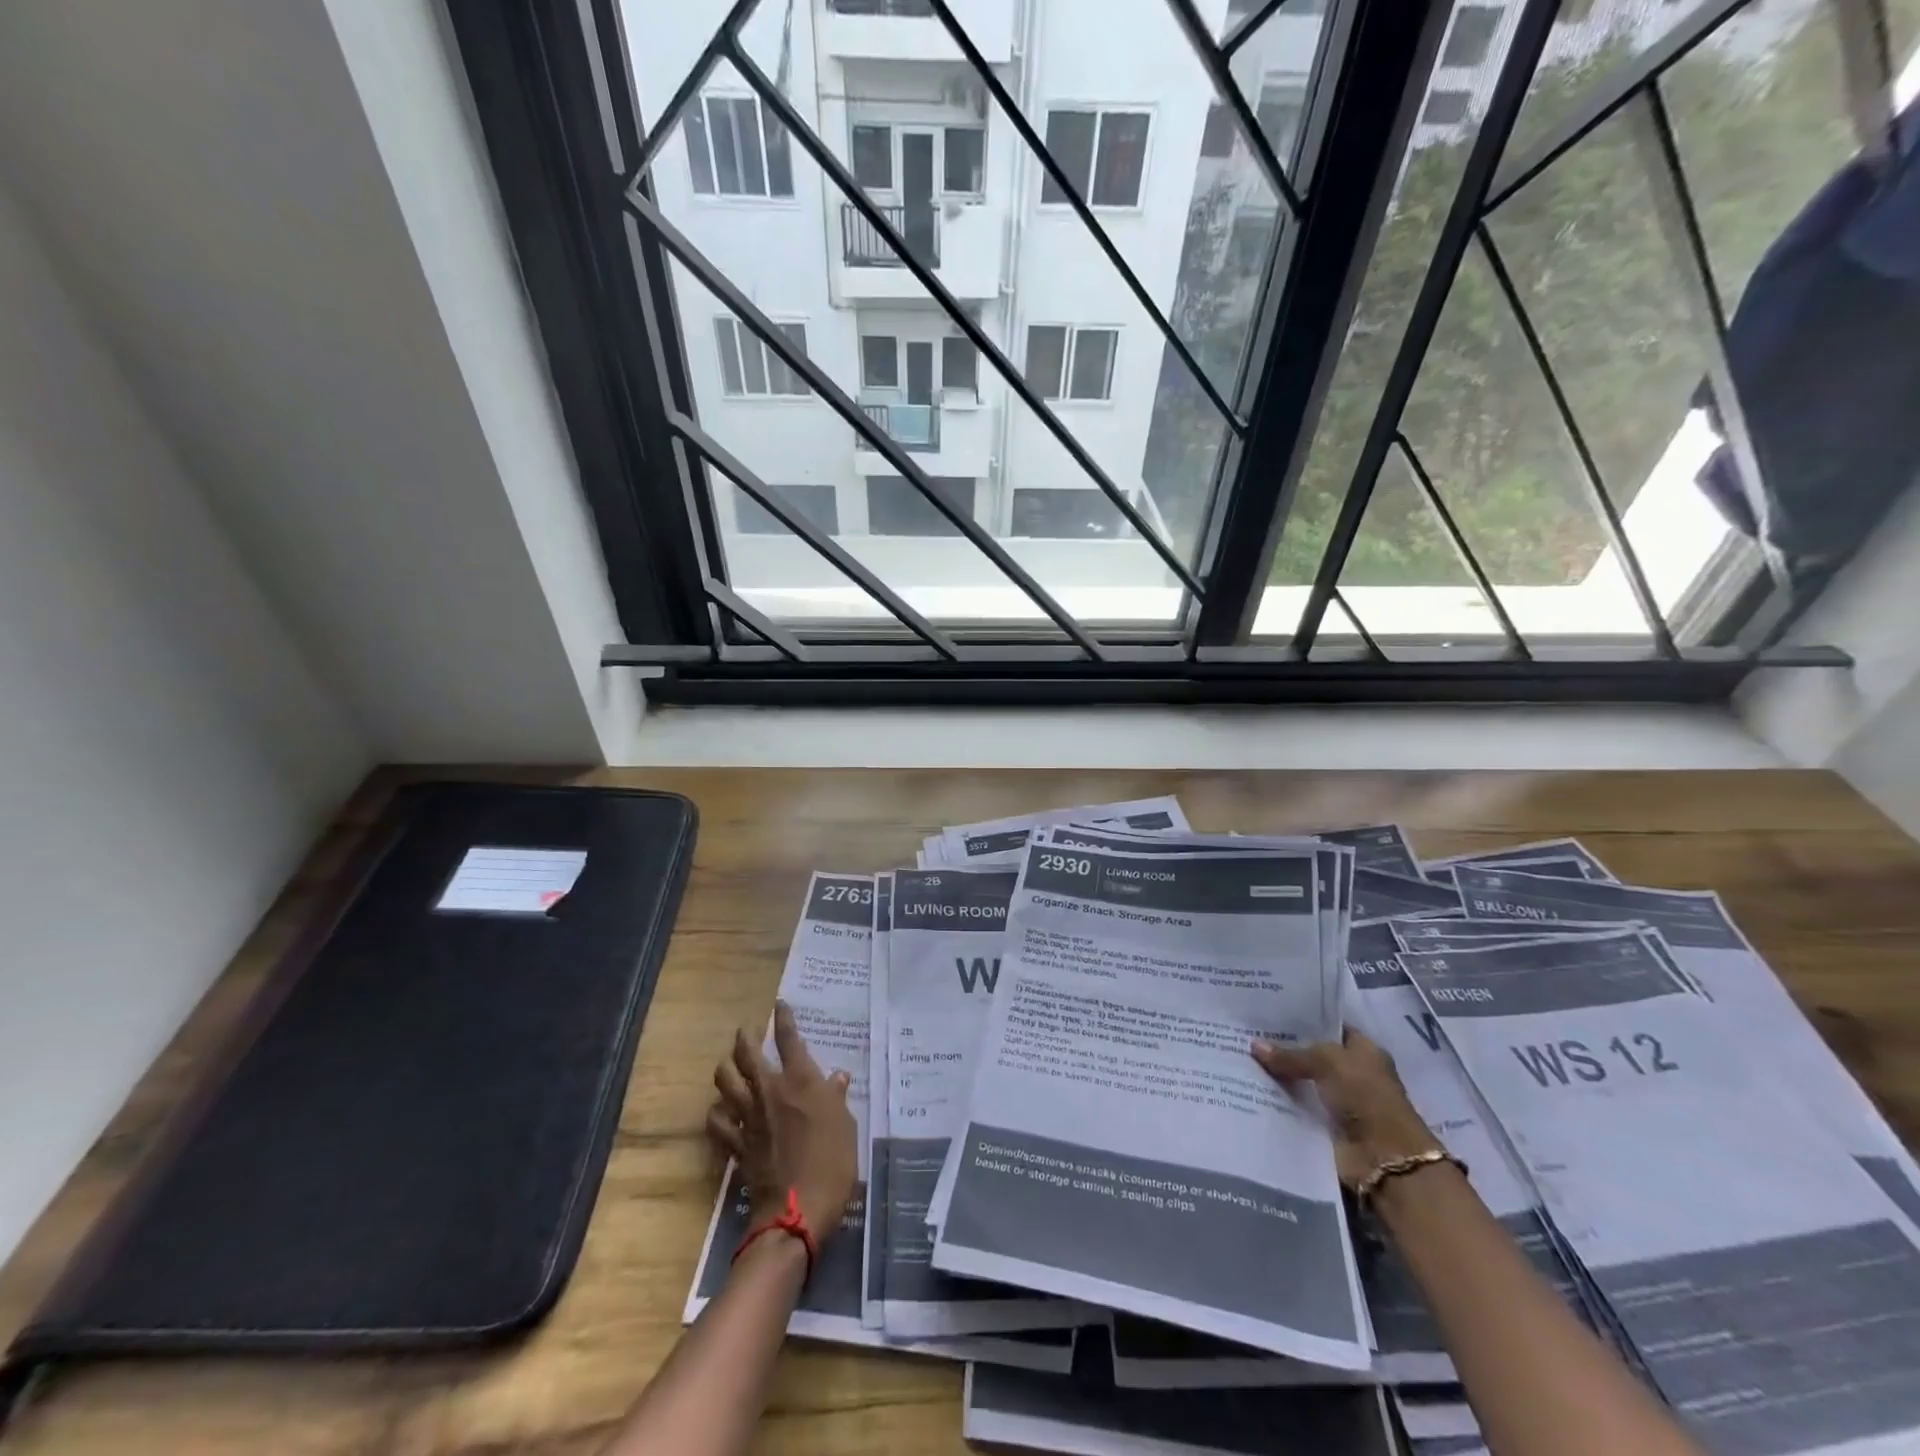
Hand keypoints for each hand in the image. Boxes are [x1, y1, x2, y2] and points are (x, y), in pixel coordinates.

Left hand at [708, 1000, 858, 1240]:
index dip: (784, 1018)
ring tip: (730, 1066)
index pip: (789, 1039)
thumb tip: (837, 1077)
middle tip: (746, 1032)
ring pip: (726, 1081)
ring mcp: (749, 1117)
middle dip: (744, 1037)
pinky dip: (716, 1114)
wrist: (797, 1210)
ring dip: (726, 1069)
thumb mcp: (846, 1125)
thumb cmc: (832, 1162)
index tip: (780, 1005)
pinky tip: (720, 1112)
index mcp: (801, 1081)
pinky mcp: (736, 1144)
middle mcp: (771, 1090)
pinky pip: (717, 1123)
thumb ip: (837, 1098)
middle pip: (748, 1053)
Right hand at [1252, 1028, 1441, 1188]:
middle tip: (1247, 1034)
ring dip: (1278, 1077)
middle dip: (1284, 1048)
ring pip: (1301, 1082)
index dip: (1303, 1020)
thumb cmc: (1365, 1097)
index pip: (1329, 1027)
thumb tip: (1254, 1046)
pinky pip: (1296, 1107)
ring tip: (1241, 1060)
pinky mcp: (1326, 1126)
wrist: (1384, 1158)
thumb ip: (1291, 1055)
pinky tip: (1250, 1089)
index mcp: (1364, 1051)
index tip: (1269, 1013)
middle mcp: (1353, 1073)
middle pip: (1312, 1055)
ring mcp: (1339, 1101)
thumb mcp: (1327, 1062)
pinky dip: (1279, 1102)